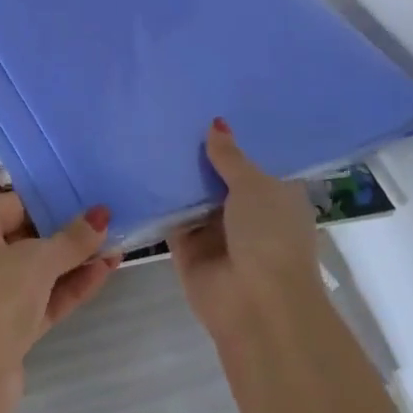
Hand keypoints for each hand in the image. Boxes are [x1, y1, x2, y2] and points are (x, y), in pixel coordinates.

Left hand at [0, 194, 119, 412]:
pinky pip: (42, 298)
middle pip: (29, 237)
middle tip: (110, 224)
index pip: (17, 204)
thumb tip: (101, 215)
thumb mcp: (37, 261)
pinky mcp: (8, 326)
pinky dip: (69, 288)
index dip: (54, 203)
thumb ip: (72, 239)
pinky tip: (104, 274)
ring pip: (39, 271)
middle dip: (68, 235)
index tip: (91, 201)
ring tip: (117, 249)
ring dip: (75, 263)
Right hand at [171, 120, 330, 346]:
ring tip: (149, 130)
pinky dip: (156, 198)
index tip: (210, 106)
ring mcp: (216, 232)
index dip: (236, 138)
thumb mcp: (254, 186)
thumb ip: (230, 156)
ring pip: (192, 194)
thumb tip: (216, 124)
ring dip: (176, 173)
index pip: (254, 161)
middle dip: (200, 152)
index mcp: (276, 197)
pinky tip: (137, 166)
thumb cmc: (270, 236)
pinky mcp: (187, 248)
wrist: (257, 306)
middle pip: (219, 176)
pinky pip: (169, 216)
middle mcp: (247, 213)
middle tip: (170, 111)